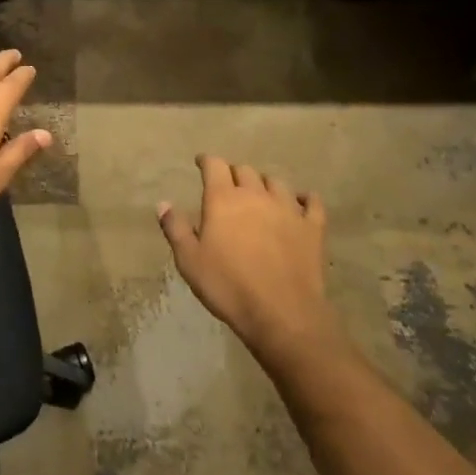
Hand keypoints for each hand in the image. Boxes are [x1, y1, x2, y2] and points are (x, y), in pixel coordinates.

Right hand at [158, 155, 341, 376]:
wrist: (282, 313)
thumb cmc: (228, 286)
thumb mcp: (189, 260)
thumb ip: (175, 228)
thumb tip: (163, 203)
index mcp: (223, 199)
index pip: (215, 166)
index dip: (207, 161)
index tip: (201, 162)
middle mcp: (256, 195)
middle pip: (245, 170)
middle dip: (234, 173)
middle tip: (228, 184)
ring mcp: (288, 209)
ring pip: (276, 183)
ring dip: (265, 184)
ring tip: (260, 193)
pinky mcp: (312, 228)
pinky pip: (312, 202)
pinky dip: (304, 198)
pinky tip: (301, 202)